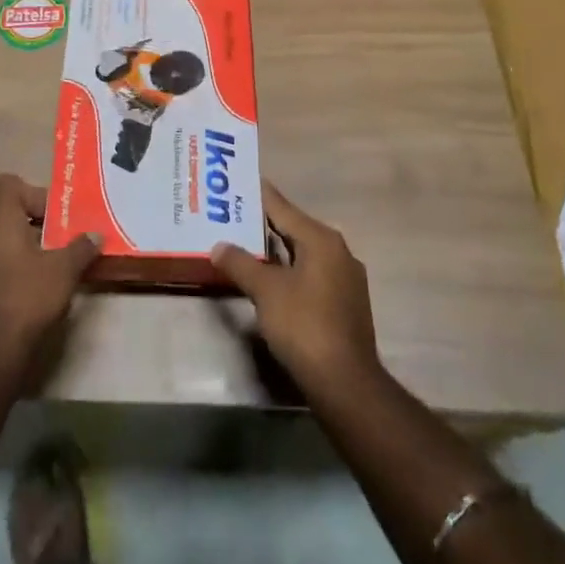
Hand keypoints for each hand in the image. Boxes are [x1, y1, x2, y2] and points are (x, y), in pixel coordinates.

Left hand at [0, 174, 98, 380]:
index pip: (9, 184)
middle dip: (38, 220)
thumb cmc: (27, 298)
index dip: (35, 192)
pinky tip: (39, 284)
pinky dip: (17, 263)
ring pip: (3, 237)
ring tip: (56, 261)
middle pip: (9, 210)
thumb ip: (81, 247)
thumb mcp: (64, 270)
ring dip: (29, 243)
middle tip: (64, 237)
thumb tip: (96, 235)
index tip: (57, 215)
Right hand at [212, 182, 380, 403]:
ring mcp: (345, 279)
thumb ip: (240, 263)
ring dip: (276, 250)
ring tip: (245, 244)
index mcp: (321, 239)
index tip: (238, 181)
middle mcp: (338, 251)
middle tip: (232, 214)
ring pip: (303, 253)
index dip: (259, 194)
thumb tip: (218, 246)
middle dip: (264, 223)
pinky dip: (289, 270)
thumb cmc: (304, 325)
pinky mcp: (345, 303)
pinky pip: (311, 274)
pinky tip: (270, 278)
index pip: (283, 207)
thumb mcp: (265, 291)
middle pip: (294, 228)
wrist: (345, 382)